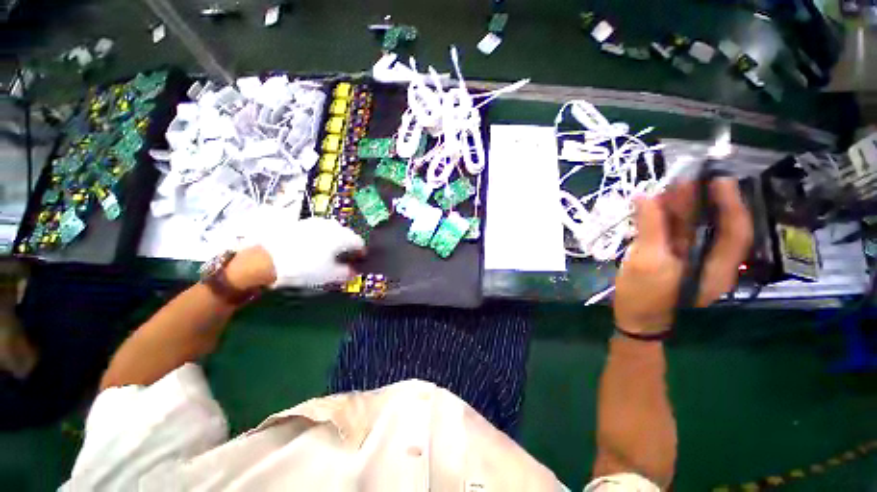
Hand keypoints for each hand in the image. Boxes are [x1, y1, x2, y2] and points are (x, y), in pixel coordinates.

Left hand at [245, 214, 364, 288]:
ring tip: (331, 250)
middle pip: (347, 234)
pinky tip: (315, 245)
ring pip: (332, 229)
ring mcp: (315, 223)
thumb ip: (346, 273)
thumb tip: (354, 272)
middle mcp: (332, 226)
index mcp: (342, 237)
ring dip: (336, 239)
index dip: (361, 251)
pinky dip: (322, 236)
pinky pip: (318, 229)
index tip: (360, 259)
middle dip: (349, 244)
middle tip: (346, 255)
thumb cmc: (305, 267)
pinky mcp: (301, 223)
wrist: (268, 258)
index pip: (358, 242)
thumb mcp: (329, 275)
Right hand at [612, 179, 752, 334]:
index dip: (729, 203)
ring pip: (691, 227)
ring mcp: (689, 259)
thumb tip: (644, 197)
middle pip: (712, 225)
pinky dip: (663, 219)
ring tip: (664, 188)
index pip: (735, 230)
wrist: (634, 320)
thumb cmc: (645, 297)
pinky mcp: (671, 258)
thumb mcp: (647, 262)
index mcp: (716, 267)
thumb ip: (649, 229)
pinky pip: (672, 233)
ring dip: (678, 207)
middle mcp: (709, 260)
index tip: (717, 179)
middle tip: (682, 179)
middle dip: (699, 201)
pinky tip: (652, 207)